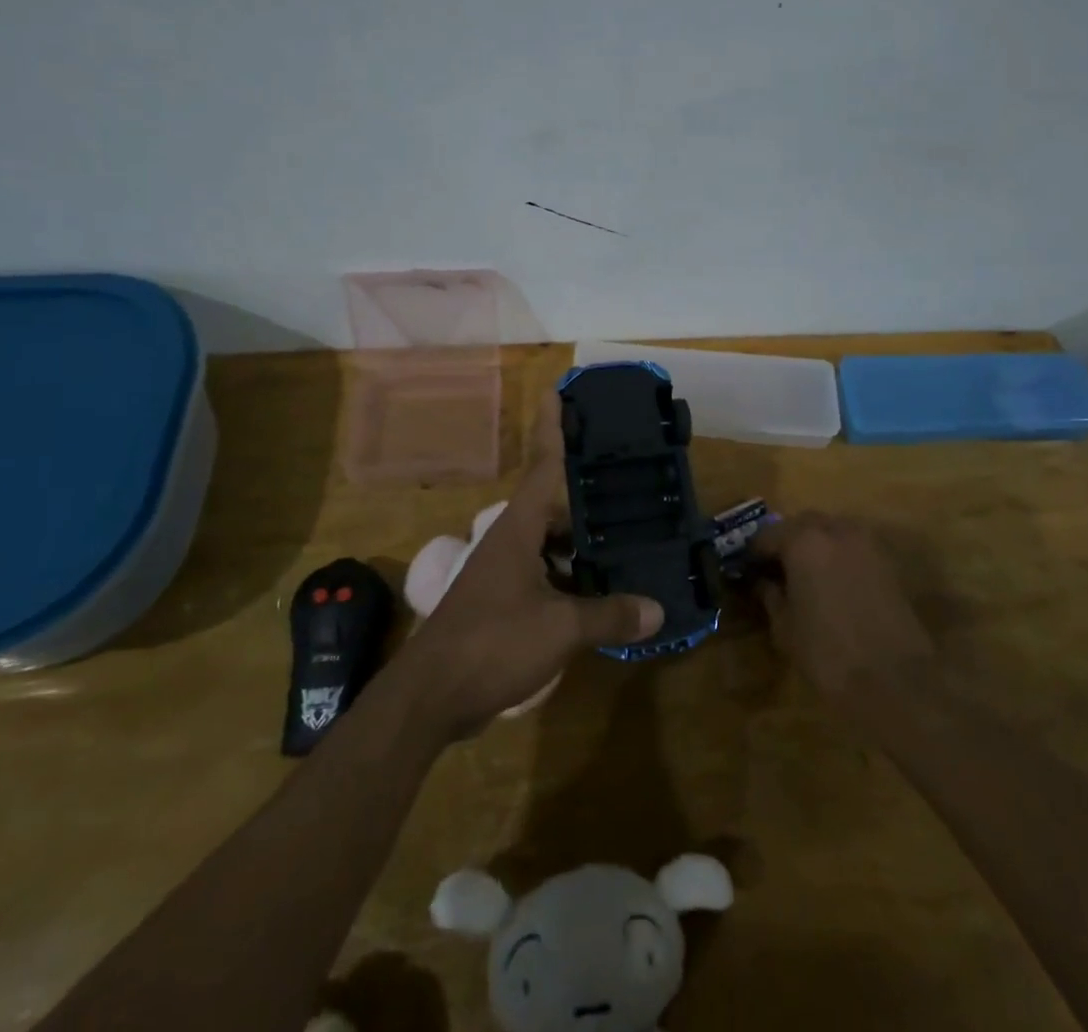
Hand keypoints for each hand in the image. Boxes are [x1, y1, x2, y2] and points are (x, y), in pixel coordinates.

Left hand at [392, 397, 663, 738]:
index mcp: (518, 528)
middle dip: (587, 496)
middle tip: (630, 485)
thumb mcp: (560, 628)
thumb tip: (658, 609)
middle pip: (554, 506)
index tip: (558, 390)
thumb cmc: (492, 643)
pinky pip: (546, 576)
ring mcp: (504, 573)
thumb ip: (609, 614)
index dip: (552, 426)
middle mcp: (510, 541)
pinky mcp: (503, 604)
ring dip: (583, 544)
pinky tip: (602, 593)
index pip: (542, 464)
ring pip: (551, 544)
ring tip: (628, 540)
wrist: (430, 697)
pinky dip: (573, 579)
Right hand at [752, 513, 936, 705]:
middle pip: (802, 524)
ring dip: (816, 544)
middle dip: (787, 541)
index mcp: (803, 541)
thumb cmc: (828, 654)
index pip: (767, 535)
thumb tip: (763, 582)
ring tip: (806, 575)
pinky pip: (854, 547)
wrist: (896, 682)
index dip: (754, 553)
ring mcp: (867, 543)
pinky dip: (839, 556)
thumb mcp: (785, 628)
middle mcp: (835, 530)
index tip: (747, 570)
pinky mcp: (888, 562)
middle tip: (776, 569)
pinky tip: (834, 584)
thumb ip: (770, 596)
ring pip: (832, 531)